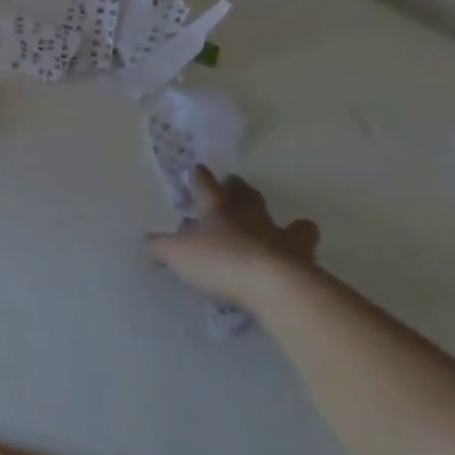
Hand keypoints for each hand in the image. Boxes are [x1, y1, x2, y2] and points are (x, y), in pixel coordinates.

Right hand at [147, 166, 320, 312]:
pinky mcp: (304, 266)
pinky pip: (306, 255)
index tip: (198, 168)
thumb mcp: (177, 254)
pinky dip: (303, 256)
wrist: (273, 287)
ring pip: (289, 225)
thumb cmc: (219, 262)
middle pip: (248, 198)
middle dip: (241, 190)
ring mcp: (281, 241)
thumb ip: (160, 246)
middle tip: (238, 184)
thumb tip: (149, 241)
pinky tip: (301, 264)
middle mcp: (251, 220)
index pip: (206, 189)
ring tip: (296, 225)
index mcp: (218, 213)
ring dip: (290, 224)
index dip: (200, 178)